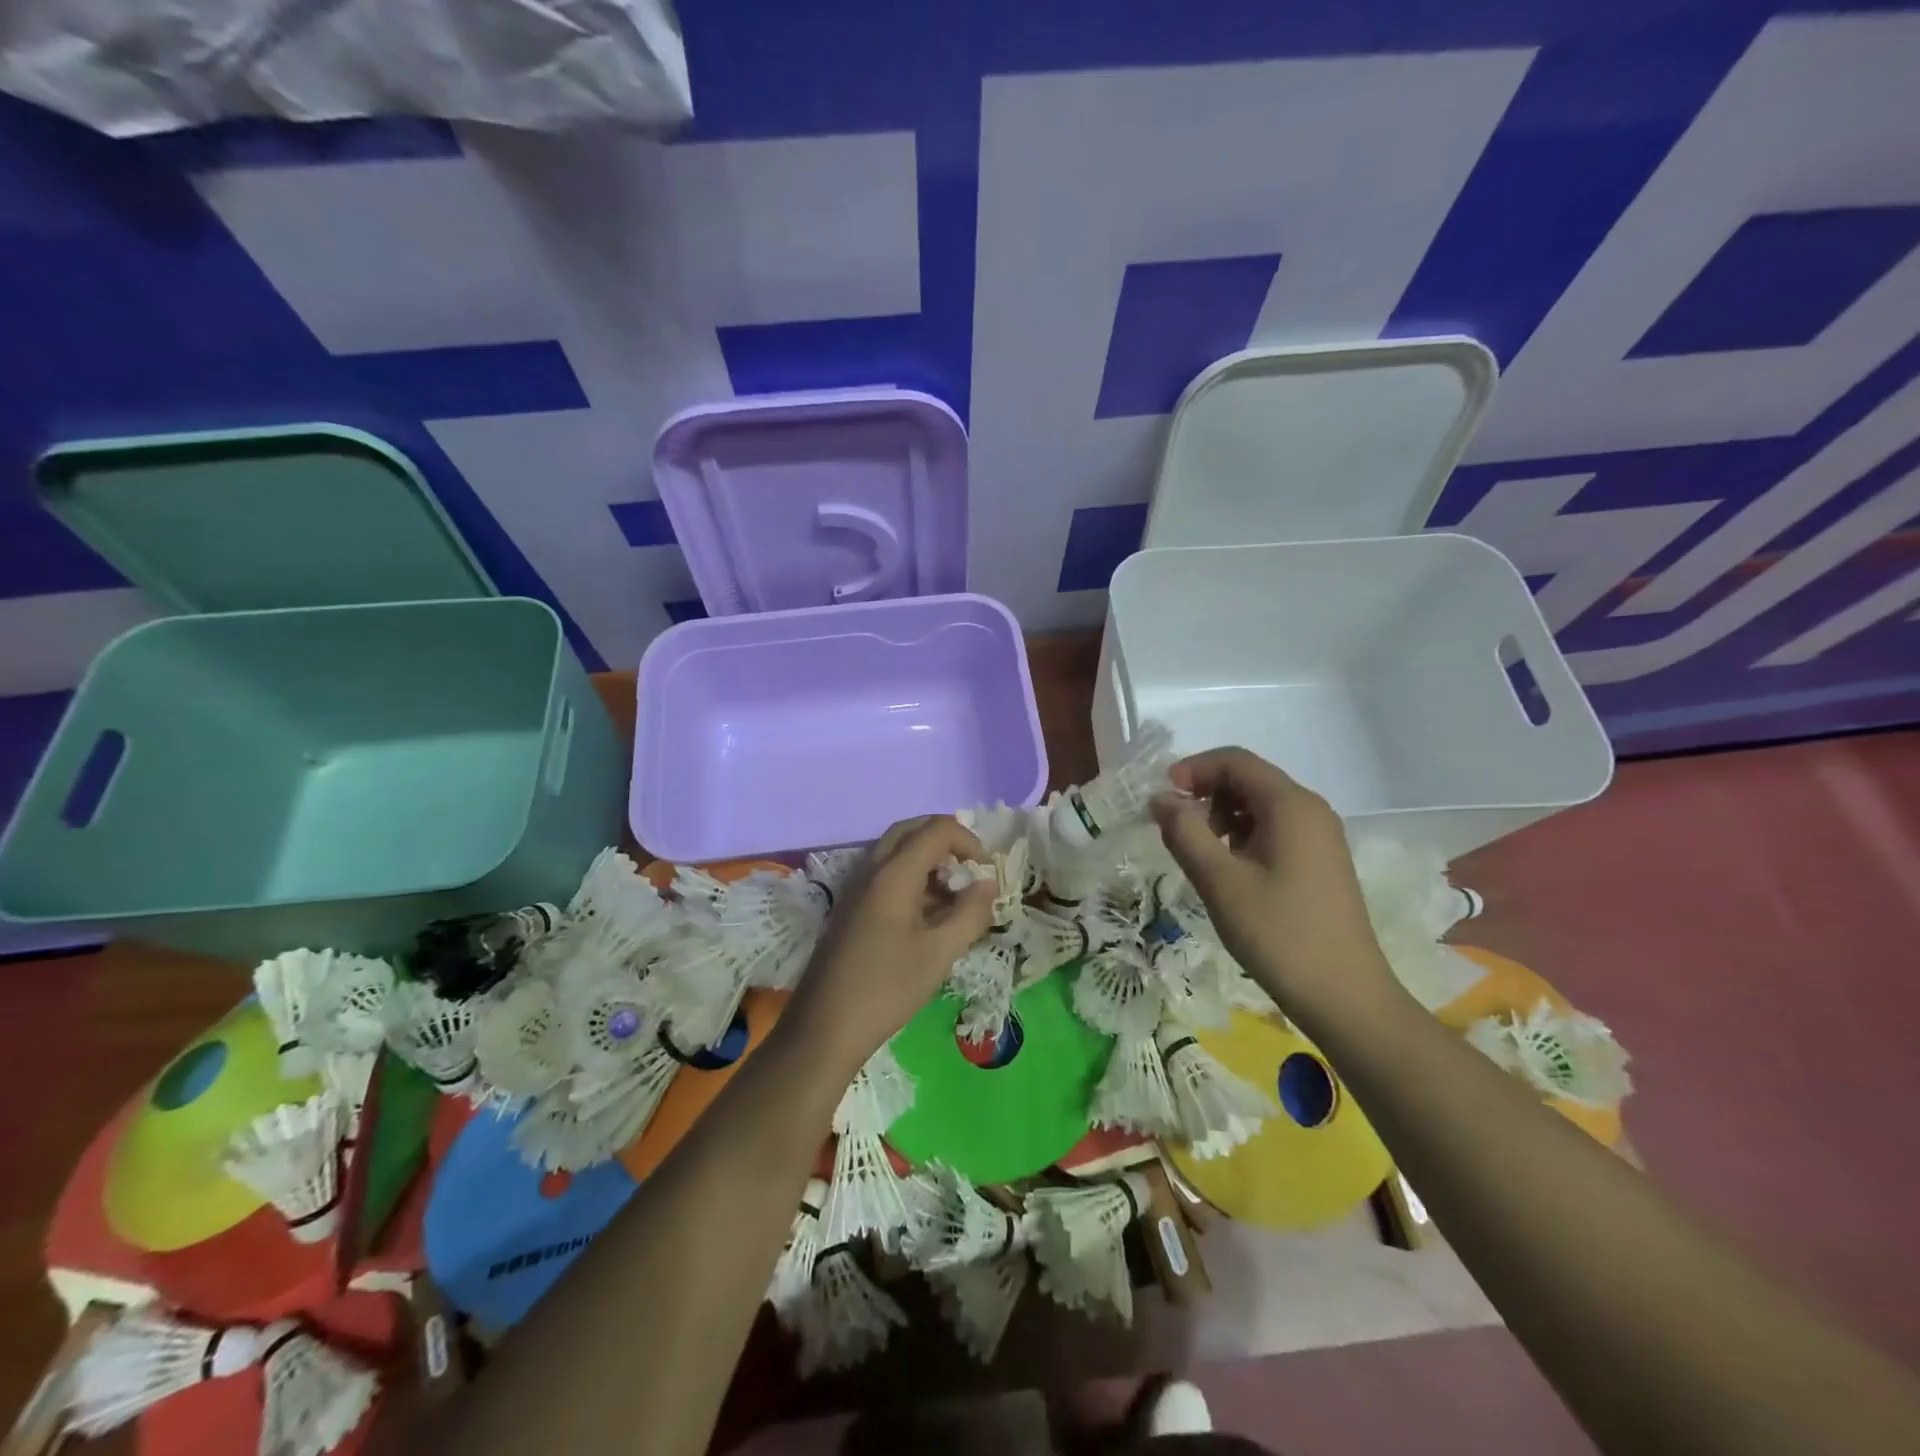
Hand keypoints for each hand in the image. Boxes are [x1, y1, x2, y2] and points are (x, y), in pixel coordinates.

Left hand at [789, 816, 997, 1068]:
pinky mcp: (849, 907)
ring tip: (953, 895)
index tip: (986, 871)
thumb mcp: (940, 953)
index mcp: (892, 873)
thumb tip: (988, 883)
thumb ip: (970, 912)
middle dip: (945, 840)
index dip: (968, 840)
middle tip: (969, 869)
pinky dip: (910, 877)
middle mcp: (870, 869)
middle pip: (910, 830)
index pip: (936, 829)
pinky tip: (926, 914)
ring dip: (927, 859)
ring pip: (894, 851)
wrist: (824, 1028)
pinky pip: (883, 873)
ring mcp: (855, 887)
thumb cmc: (887, 988)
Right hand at [1150, 748, 1397, 1022]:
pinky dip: (1242, 836)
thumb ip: (1184, 832)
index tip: (1161, 797)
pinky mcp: (1320, 862)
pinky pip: (1274, 829)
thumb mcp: (1220, 882)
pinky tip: (1228, 870)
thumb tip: (1160, 798)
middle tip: (1176, 829)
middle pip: (1249, 779)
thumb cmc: (1279, 934)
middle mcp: (1310, 810)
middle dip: (1206, 793)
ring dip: (1222, 816)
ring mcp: (1320, 837)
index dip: (1193, 769)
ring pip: (1260, 805)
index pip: (1235, 761)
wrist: (1345, 997)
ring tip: (1200, 854)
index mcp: (1290, 805)